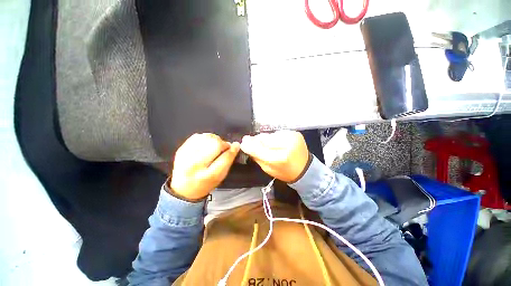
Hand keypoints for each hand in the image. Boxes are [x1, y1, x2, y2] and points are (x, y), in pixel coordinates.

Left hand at [170, 133, 239, 199]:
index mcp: (208, 175)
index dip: (233, 150)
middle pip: (215, 144)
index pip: (225, 158)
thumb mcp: (220, 177)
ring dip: (214, 139)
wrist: (183, 189)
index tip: (236, 146)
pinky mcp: (181, 149)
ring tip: (215, 146)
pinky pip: (197, 136)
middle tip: (224, 148)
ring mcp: (186, 156)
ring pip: (206, 137)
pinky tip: (206, 144)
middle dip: (223, 144)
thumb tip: (234, 146)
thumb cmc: (206, 184)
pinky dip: (205, 138)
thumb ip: (228, 161)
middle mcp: (195, 165)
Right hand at [240, 130, 309, 182]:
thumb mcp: (268, 169)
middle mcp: (287, 145)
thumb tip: (246, 144)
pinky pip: (278, 133)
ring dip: (266, 139)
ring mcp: (292, 137)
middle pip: (264, 139)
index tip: (243, 143)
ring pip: (270, 134)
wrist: (304, 169)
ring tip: (268, 145)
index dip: (249, 145)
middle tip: (252, 142)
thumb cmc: (285, 172)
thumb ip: (256, 156)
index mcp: (280, 158)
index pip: (259, 149)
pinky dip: (274, 137)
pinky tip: (277, 143)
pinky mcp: (295, 133)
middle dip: (257, 140)